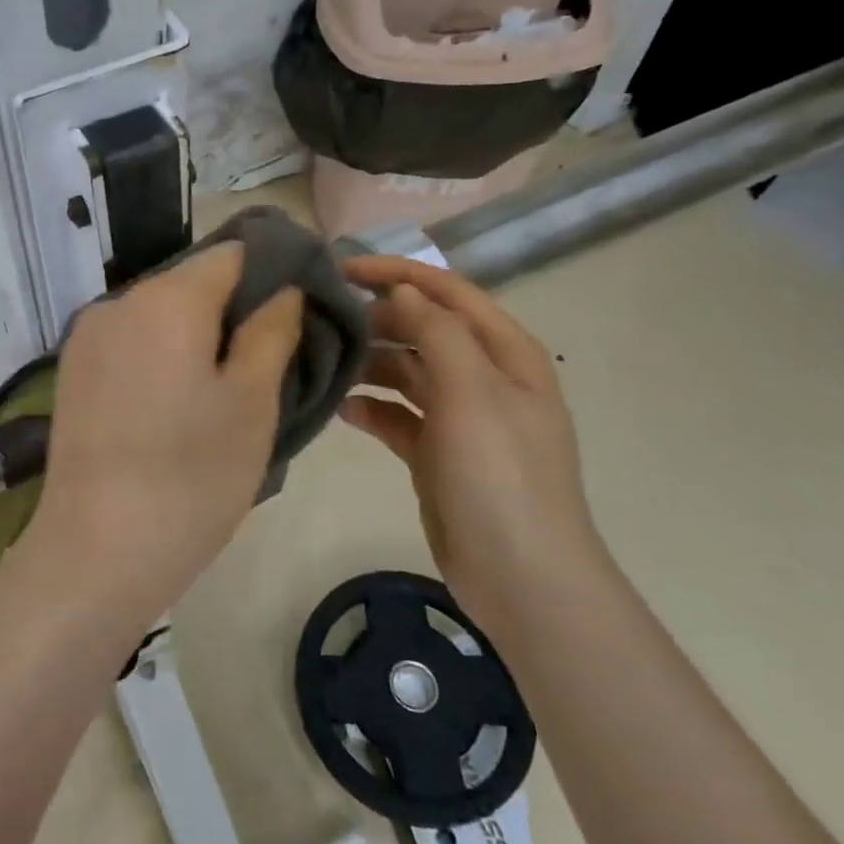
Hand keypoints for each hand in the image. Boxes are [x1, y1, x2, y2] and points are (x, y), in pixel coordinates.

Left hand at [24, 243, 303, 630]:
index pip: (233, 253)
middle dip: (236, 307)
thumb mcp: (253, 402)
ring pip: (160, 313)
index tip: (302, 306)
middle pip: (193, 282)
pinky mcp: (73, 371)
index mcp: (167, 299)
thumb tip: (284, 288)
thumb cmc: (191, 476)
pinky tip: (177, 402)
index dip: (275, 269)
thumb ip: (272, 330)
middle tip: (271, 356)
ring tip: (226, 385)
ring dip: (197, 333)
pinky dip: (162, 354)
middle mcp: (119, 302)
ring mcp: (88, 337)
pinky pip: (131, 342)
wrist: (96, 551)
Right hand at [340, 256, 602, 636]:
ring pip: (406, 371)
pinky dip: (371, 408)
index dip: (397, 272)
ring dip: (370, 363)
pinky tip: (341, 410)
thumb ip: (436, 330)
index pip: (447, 291)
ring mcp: (460, 417)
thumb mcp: (472, 391)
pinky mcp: (436, 453)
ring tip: (323, 360)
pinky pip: (397, 415)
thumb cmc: (500, 474)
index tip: (342, 268)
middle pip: (423, 328)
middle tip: (322, 316)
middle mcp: (483, 377)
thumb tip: (402, 290)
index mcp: (504, 352)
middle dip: (377, 318)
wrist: (521, 575)